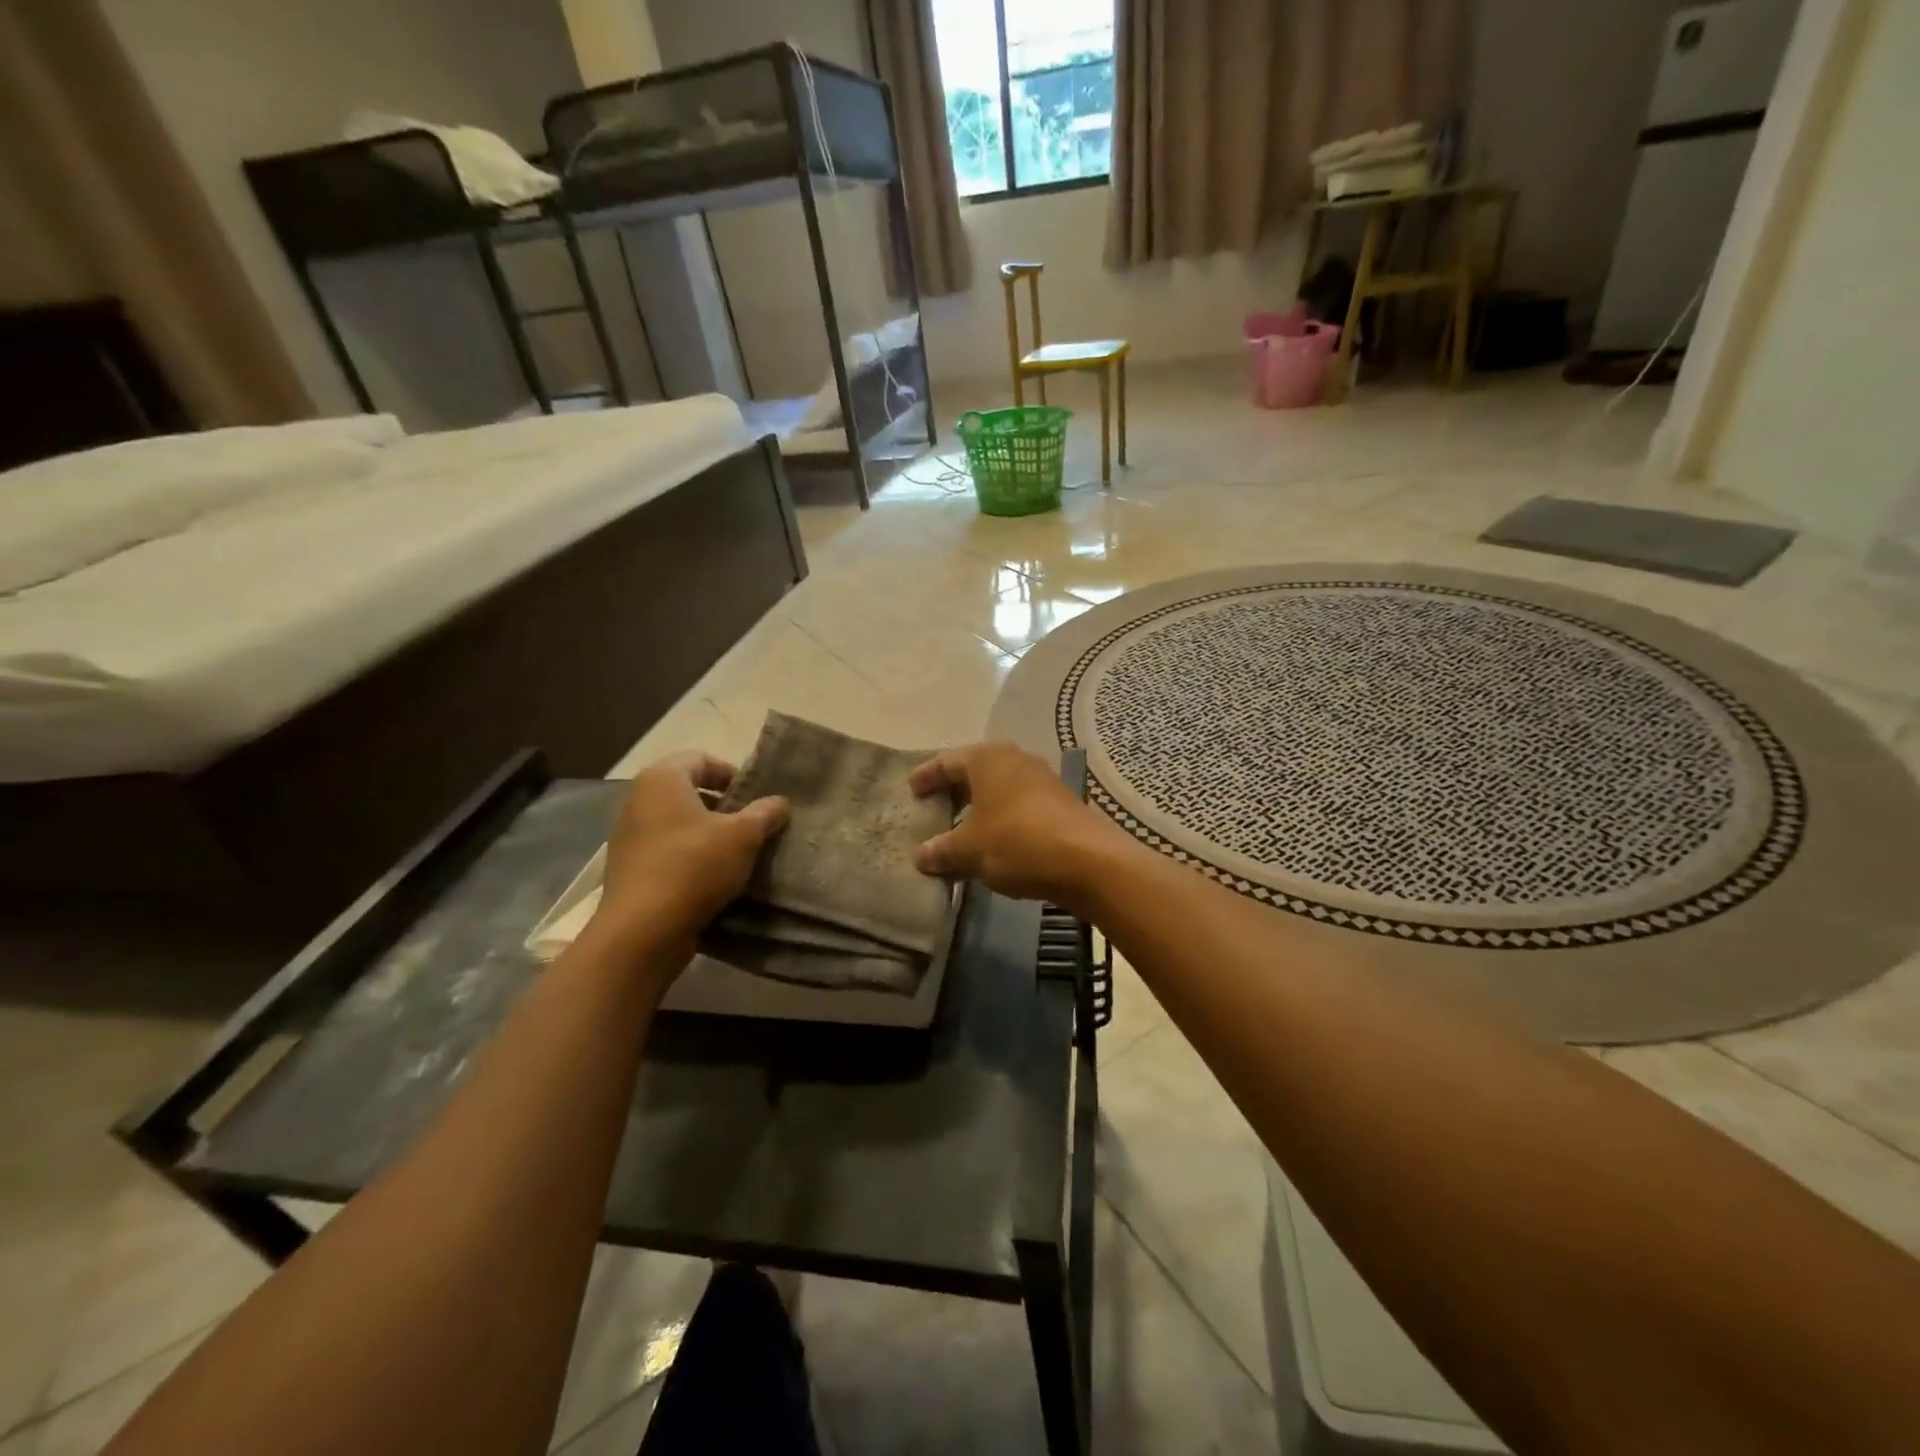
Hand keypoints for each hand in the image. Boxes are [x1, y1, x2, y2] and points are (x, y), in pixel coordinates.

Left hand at [591, 753, 788, 954]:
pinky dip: (688, 856)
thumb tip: (780, 802)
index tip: (754, 797)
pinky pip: (664, 850)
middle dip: (721, 805)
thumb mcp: (744, 836)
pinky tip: (711, 878)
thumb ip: (765, 813)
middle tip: (750, 824)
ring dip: (705, 833)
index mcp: (662, 779)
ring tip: (735, 853)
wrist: (642, 930)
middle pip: (687, 791)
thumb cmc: (694, 866)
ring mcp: (627, 836)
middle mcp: (637, 800)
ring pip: (676, 823)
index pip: (701, 759)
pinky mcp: (627, 869)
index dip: (731, 773)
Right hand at [909, 742, 1121, 907]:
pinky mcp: (1059, 802)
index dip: (926, 776)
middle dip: (952, 791)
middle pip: (974, 772)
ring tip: (959, 830)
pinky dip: (1000, 818)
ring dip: (977, 807)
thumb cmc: (1017, 842)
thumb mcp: (969, 850)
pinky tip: (992, 842)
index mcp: (987, 759)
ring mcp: (1041, 779)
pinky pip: (1017, 804)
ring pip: (998, 789)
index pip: (946, 761)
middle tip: (933, 810)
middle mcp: (1015, 759)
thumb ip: (941, 851)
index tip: (911, 790)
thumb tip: (920, 856)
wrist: (1088, 860)